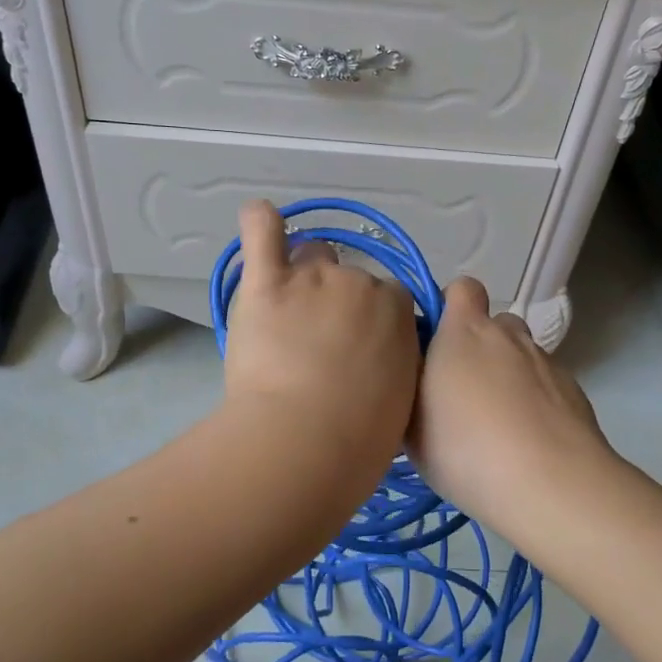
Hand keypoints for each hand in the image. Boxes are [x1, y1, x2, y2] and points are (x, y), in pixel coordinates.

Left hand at [222, 201, 419, 470]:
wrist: (304, 441)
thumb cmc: (358, 439)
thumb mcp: (401, 401)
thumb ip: (394, 365)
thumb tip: (381, 362)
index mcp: (399, 311)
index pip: (391, 299)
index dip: (374, 323)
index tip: (360, 351)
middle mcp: (360, 282)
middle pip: (350, 277)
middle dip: (339, 304)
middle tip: (319, 346)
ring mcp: (312, 277)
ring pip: (311, 255)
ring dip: (303, 276)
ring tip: (285, 314)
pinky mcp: (266, 282)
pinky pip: (262, 230)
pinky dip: (261, 222)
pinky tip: (260, 219)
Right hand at [410, 277, 618, 536]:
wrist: (550, 485)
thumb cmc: (465, 449)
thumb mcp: (411, 426)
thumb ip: (411, 389)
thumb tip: (415, 379)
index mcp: (464, 332)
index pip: (461, 289)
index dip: (450, 307)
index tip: (437, 342)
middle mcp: (508, 336)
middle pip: (494, 324)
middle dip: (480, 347)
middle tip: (463, 392)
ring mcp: (546, 362)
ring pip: (521, 356)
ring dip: (509, 376)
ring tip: (499, 423)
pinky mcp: (574, 392)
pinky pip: (547, 386)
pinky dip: (536, 403)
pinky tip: (528, 443)